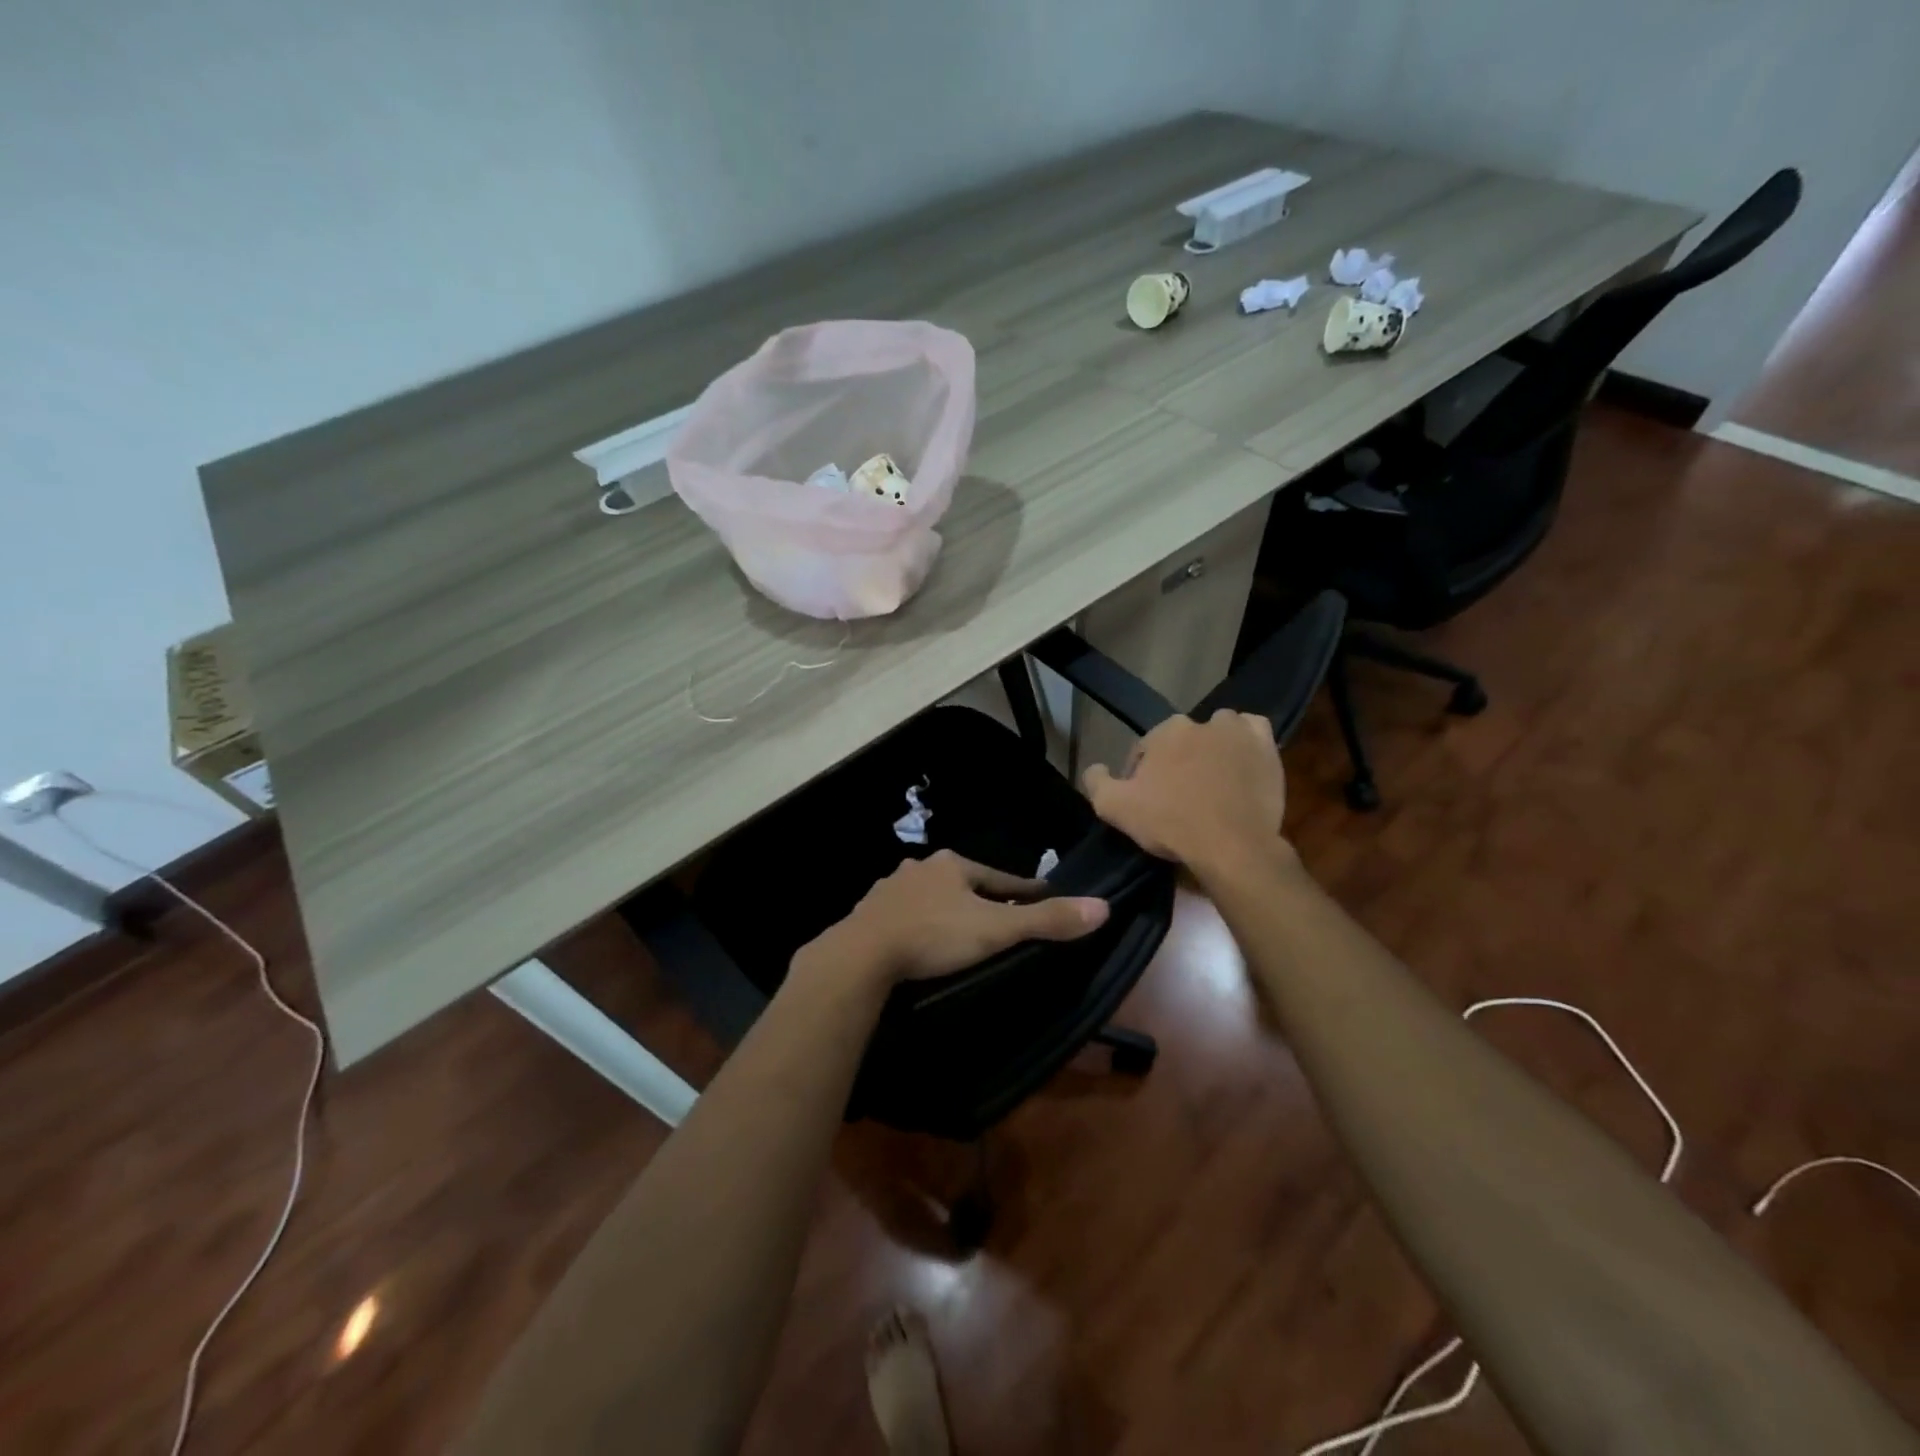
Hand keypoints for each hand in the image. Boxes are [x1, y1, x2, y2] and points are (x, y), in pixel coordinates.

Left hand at [799, 850, 1108, 989]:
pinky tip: (918, 940)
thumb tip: (1102, 907)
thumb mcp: (996, 929)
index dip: (1022, 887)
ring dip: (946, 908)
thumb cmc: (934, 935)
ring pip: (929, 896)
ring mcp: (889, 889)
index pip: (1000, 875)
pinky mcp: (868, 914)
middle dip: (981, 896)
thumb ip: (1045, 921)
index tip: (1040, 894)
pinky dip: (917, 924)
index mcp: (952, 865)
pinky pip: (902, 915)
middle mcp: (920, 868)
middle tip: (1000, 918)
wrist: (862, 955)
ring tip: (959, 930)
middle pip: (962, 883)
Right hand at [1082, 713, 1288, 874]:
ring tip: (1211, 780)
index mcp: (1164, 731)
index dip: (1142, 775)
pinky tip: (1240, 763)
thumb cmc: (1170, 823)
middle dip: (1177, 761)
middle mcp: (1201, 722)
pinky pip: (1253, 732)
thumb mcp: (1114, 808)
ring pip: (1219, 732)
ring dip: (1212, 748)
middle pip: (1182, 741)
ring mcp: (1238, 732)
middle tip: (1179, 796)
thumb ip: (1096, 782)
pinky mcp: (1266, 748)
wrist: (1231, 846)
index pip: (1145, 749)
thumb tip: (1095, 768)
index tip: (1147, 801)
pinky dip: (1245, 742)